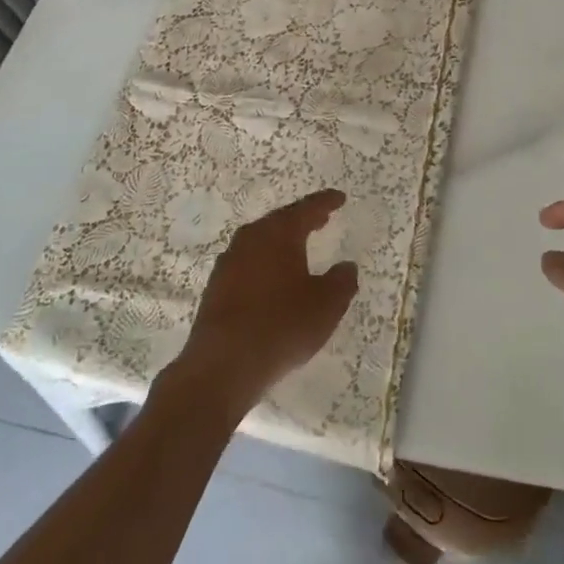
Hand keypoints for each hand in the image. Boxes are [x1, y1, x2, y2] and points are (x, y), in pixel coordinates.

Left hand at [174, 189, 358, 415]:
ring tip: (299, 247)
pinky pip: (248, 262)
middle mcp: (251, 238)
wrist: (222, 365)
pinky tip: (273, 278)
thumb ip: (342, 281)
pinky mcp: (216, 286)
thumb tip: (346, 266)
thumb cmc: (281, 325)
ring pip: (261, 241)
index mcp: (279, 233)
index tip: (340, 198)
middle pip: (281, 221)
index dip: (326, 202)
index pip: (307, 208)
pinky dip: (265, 262)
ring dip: (281, 241)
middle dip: (302, 219)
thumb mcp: (326, 305)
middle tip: (321, 218)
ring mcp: (229, 261)